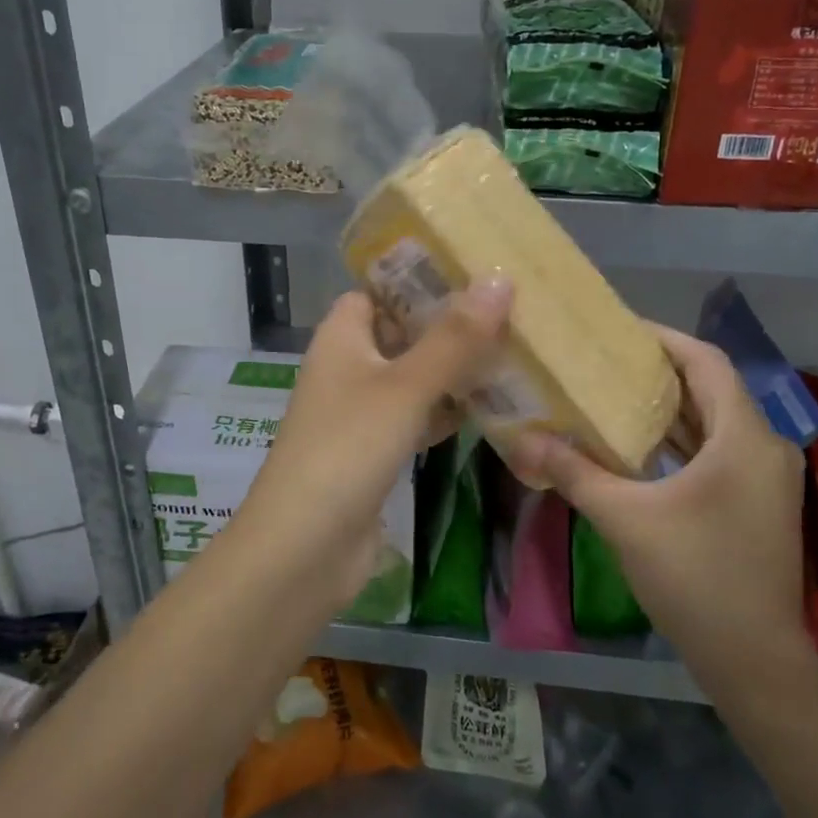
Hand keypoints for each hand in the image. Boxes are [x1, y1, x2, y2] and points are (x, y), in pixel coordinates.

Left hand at [238, 278, 512, 603]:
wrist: (304, 548)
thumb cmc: (348, 449)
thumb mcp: (405, 387)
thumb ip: (454, 338)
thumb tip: (500, 279)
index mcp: (342, 336)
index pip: (380, 289)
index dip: (420, 278)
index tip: (474, 269)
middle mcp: (349, 366)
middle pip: (403, 331)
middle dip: (449, 324)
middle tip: (510, 309)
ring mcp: (361, 411)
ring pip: (414, 376)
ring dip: (454, 369)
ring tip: (513, 350)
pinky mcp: (375, 450)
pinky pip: (417, 416)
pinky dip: (447, 410)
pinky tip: (490, 407)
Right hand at [508, 325, 813, 696]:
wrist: (755, 663)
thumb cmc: (695, 578)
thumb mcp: (624, 518)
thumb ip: (573, 471)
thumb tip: (520, 438)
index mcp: (744, 438)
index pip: (706, 361)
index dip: (663, 338)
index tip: (617, 332)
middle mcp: (765, 446)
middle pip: (711, 387)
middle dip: (660, 370)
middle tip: (605, 361)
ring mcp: (768, 476)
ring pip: (716, 419)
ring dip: (671, 405)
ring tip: (615, 394)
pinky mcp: (761, 501)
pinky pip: (720, 447)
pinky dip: (683, 437)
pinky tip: (642, 445)